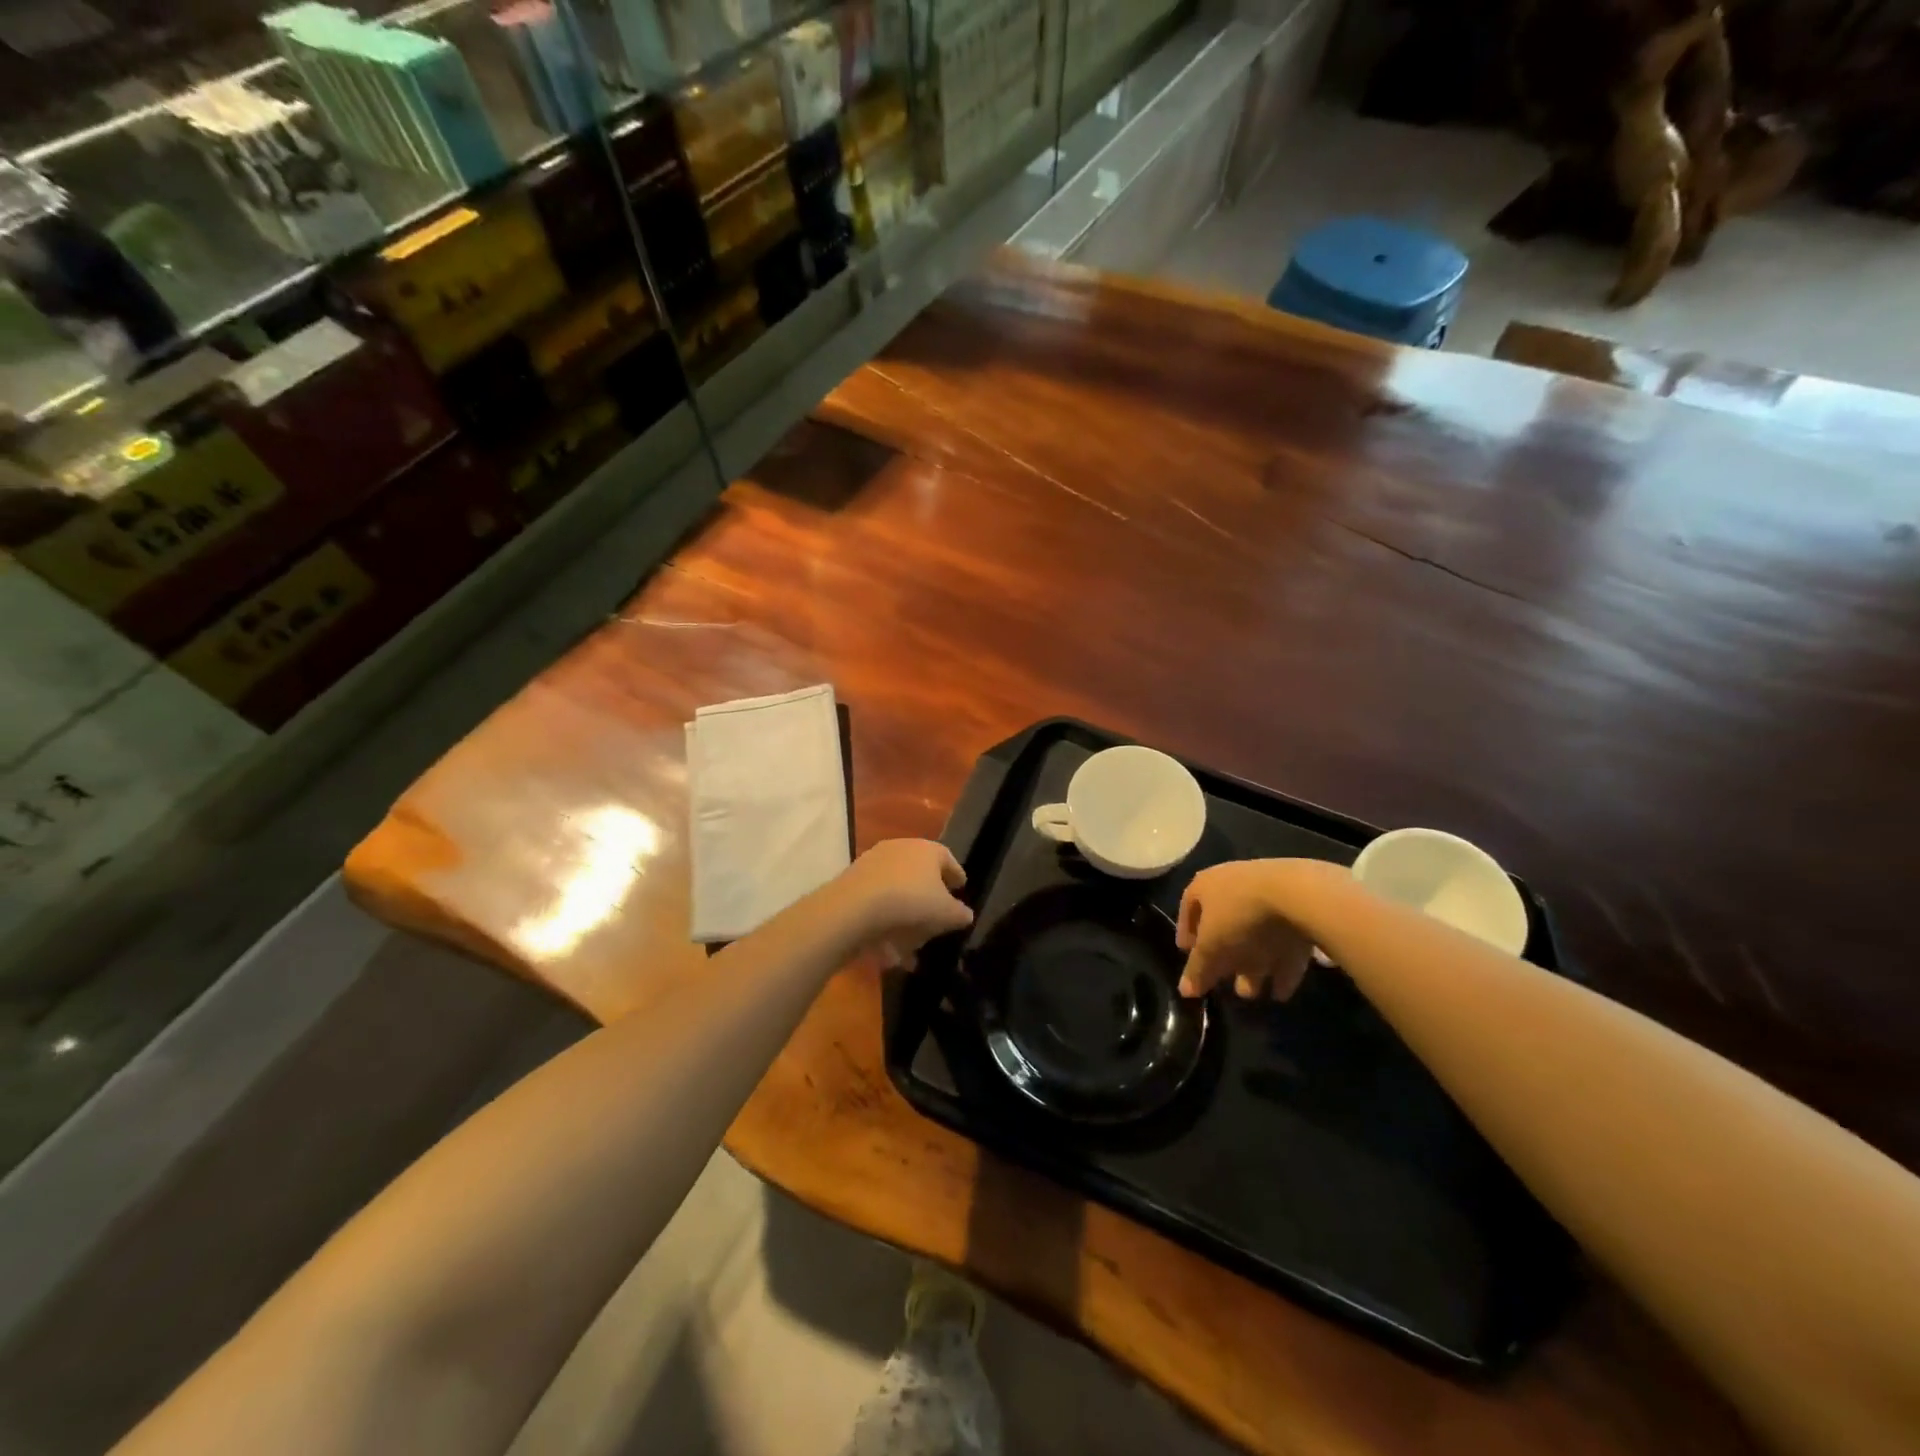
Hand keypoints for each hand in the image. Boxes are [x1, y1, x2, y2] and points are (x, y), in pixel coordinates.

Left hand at [833, 839, 973, 961]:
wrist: (854, 907)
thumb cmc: (911, 902)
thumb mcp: (946, 913)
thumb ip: (960, 914)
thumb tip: (966, 914)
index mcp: (926, 849)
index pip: (947, 858)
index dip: (956, 874)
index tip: (961, 888)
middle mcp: (900, 849)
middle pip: (920, 873)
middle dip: (929, 897)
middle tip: (936, 917)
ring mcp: (873, 864)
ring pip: (897, 891)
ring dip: (905, 917)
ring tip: (911, 946)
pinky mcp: (853, 882)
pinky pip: (877, 904)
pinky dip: (885, 923)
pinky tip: (889, 950)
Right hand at [1176, 861, 1316, 999]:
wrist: (1299, 895)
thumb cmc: (1239, 915)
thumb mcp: (1211, 947)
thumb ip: (1197, 970)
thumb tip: (1185, 990)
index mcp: (1206, 885)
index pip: (1189, 908)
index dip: (1186, 934)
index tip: (1187, 955)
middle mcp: (1234, 885)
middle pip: (1225, 925)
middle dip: (1224, 957)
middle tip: (1223, 982)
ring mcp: (1269, 894)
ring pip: (1255, 934)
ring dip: (1253, 965)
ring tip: (1252, 994)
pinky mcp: (1298, 908)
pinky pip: (1283, 940)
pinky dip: (1280, 965)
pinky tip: (1280, 991)